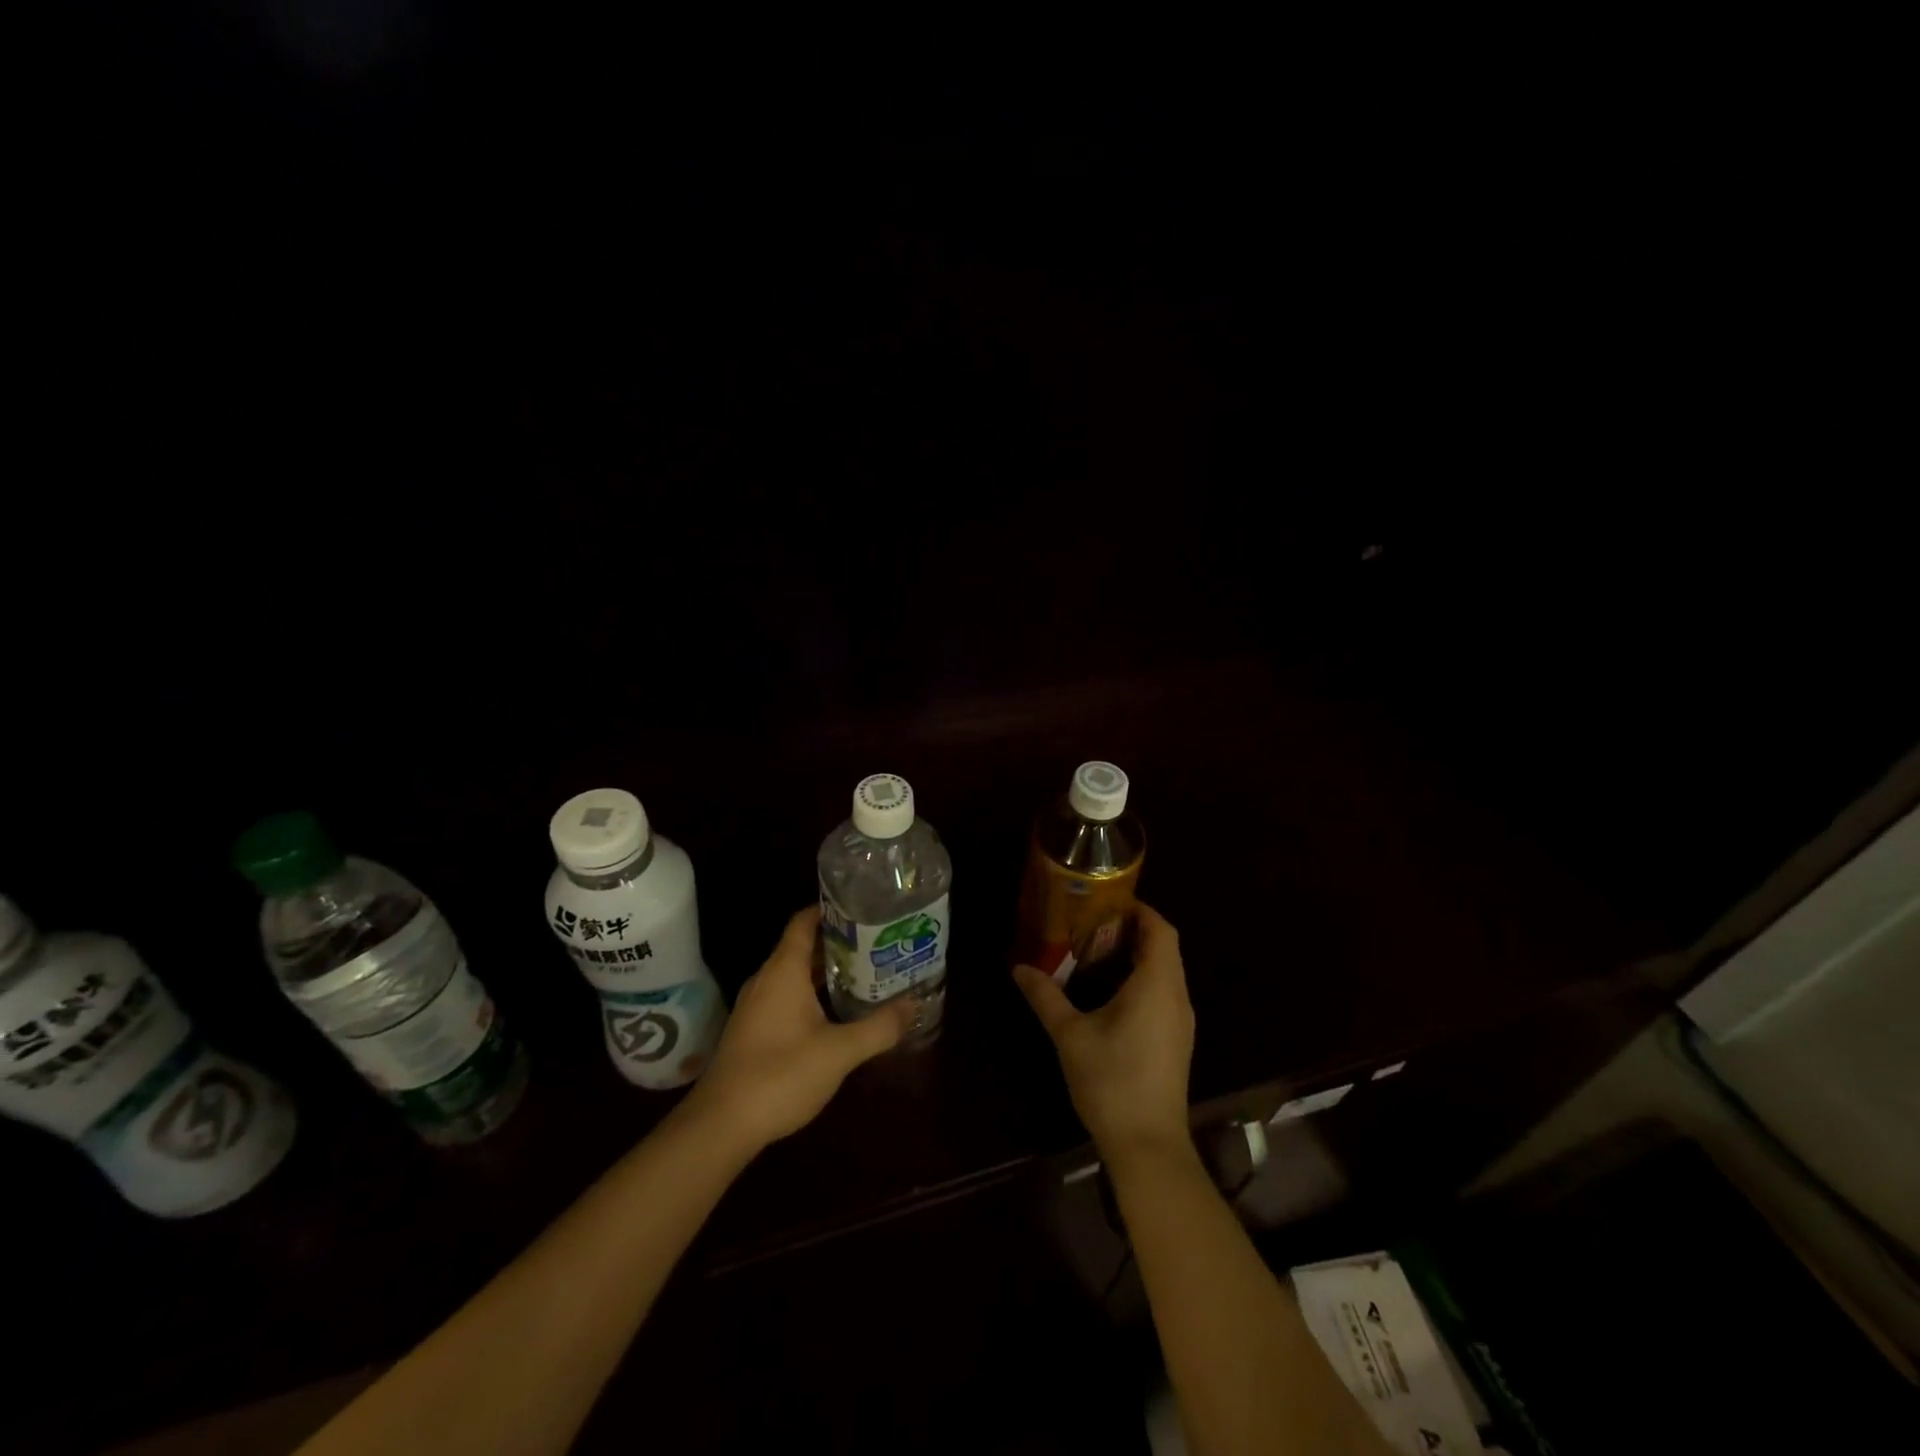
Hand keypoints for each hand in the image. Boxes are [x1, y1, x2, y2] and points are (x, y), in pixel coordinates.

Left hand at [684, 906, 913, 1151]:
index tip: (863, 907)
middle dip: (839, 943)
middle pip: (803, 947)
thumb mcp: (839, 1052)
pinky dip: (812, 995)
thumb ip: (879, 1027)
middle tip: (878, 943)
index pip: (804, 922)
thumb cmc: (780, 1075)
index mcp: (783, 971)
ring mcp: (756, 1007)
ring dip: (826, 972)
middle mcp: (767, 980)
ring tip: (866, 973)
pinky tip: (836, 1013)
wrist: (720, 1126)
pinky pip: (786, 998)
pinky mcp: (752, 1031)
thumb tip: (912, 1005)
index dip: (830, 909)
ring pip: (795, 975)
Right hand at [1015, 902, 1194, 1162]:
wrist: (1149, 1146)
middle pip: (1165, 948)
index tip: (1108, 903)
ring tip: (1097, 953)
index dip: (1139, 910)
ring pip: (1167, 972)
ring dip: (1139, 956)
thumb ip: (1046, 996)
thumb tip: (1019, 968)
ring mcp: (1181, 1022)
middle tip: (1093, 925)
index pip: (1161, 930)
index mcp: (1157, 985)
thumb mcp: (1070, 1035)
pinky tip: (1112, 994)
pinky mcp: (1178, 1041)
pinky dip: (1144, 980)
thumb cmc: (1112, 1081)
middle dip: (1134, 930)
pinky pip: (1165, 994)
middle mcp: (1176, 997)